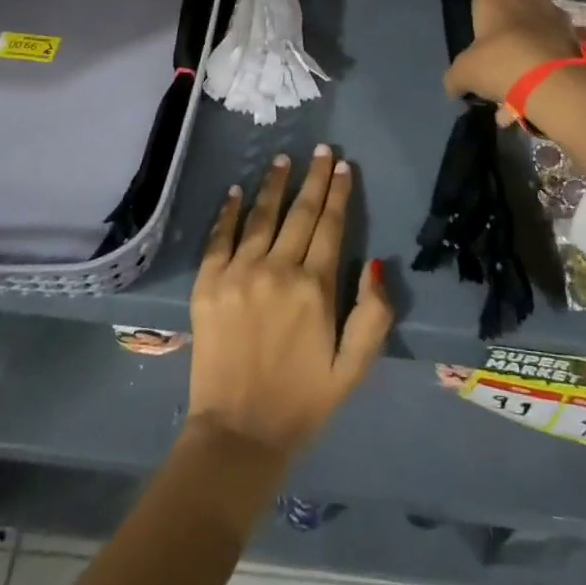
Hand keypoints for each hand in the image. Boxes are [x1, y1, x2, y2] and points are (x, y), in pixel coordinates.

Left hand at [188, 148, 393, 461]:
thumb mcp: (354, 368)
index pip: (331, 226)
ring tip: (282, 158)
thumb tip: (377, 264)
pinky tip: (237, 190)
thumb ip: (373, 315)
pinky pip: (220, 237)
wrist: (238, 434)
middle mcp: (277, 270)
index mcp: (315, 288)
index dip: (339, 193)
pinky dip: (229, 211)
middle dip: (314, 177)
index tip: (344, 166)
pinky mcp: (208, 284)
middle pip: (300, 213)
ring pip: (261, 216)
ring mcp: (239, 273)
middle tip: (321, 150)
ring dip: (274, 184)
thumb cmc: (303, 401)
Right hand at [443, 0, 585, 174]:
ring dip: (528, 51)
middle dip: (509, 29)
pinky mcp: (576, 37)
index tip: (483, 31)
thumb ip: (455, 77)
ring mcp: (555, 15)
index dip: (486, 7)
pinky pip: (552, 50)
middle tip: (499, 58)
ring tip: (517, 88)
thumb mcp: (464, 73)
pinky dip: (544, 67)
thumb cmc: (499, 62)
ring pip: (536, 31)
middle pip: (516, 8)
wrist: (551, 82)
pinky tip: (532, 96)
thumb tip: (453, 87)